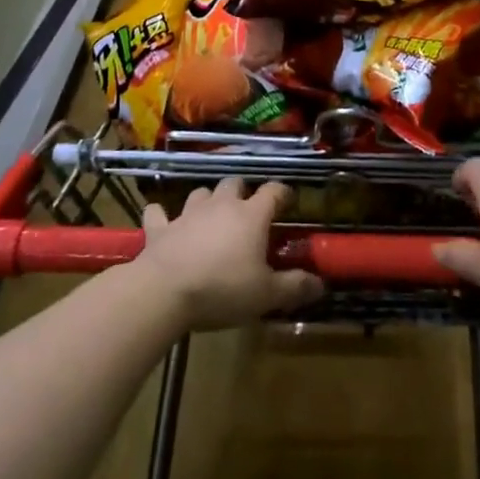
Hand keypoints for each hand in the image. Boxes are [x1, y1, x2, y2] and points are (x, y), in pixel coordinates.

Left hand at [135, 177, 323, 330]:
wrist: (164, 292)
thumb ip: (295, 286)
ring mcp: (188, 214)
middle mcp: (221, 205)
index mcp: (251, 216)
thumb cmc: (222, 289)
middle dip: (242, 192)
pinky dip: (162, 215)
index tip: (288, 201)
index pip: (273, 191)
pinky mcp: (160, 228)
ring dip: (207, 200)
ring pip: (201, 193)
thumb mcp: (266, 295)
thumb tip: (321, 284)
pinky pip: (158, 213)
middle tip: (247, 210)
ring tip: (211, 215)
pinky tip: (162, 220)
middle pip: (235, 183)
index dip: (282, 193)